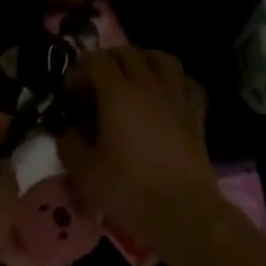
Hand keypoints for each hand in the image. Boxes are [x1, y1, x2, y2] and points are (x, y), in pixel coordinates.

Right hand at [59, 49, 218, 247]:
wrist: (182, 212)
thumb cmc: (128, 190)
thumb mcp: (83, 172)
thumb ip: (69, 144)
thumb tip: (68, 130)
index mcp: (118, 95)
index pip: (96, 60)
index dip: (79, 71)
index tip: (70, 95)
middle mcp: (149, 87)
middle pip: (128, 53)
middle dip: (106, 61)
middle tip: (94, 85)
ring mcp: (177, 98)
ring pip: (162, 59)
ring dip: (142, 61)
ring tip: (131, 79)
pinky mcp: (196, 115)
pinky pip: (187, 82)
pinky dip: (172, 81)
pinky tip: (164, 95)